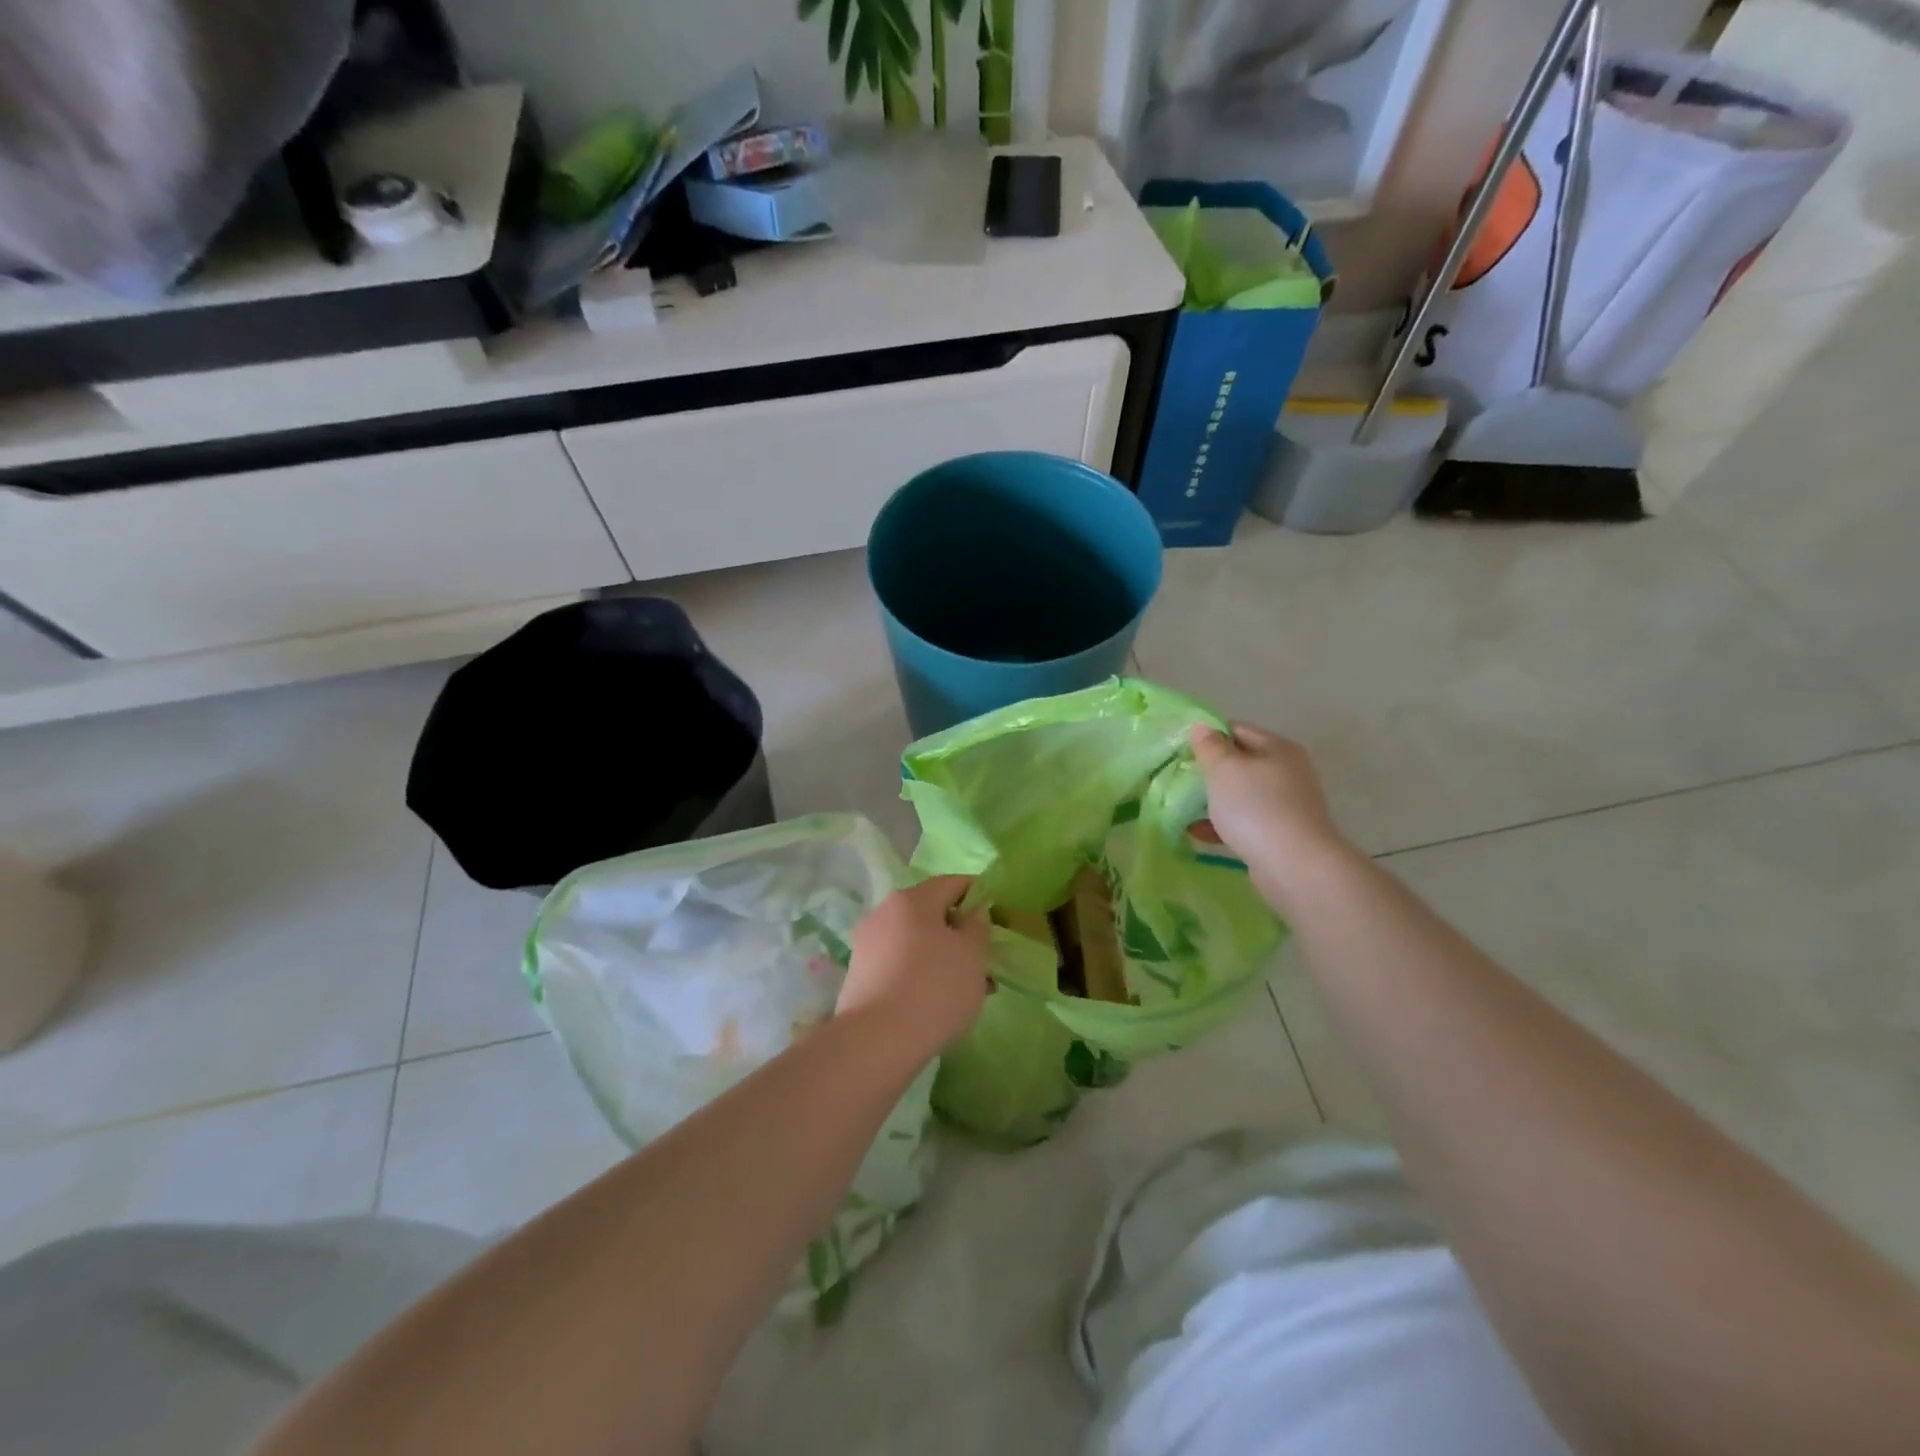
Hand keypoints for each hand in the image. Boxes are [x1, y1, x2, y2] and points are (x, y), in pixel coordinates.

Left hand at [840, 876, 990, 1055]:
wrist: (877, 1042)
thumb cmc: (934, 988)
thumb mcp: (972, 954)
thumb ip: (977, 926)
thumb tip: (972, 913)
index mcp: (912, 899)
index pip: (952, 883)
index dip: (978, 894)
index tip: (997, 916)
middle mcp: (884, 913)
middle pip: (930, 913)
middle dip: (959, 932)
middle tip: (983, 959)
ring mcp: (867, 945)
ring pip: (915, 941)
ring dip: (941, 956)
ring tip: (966, 988)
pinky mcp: (859, 975)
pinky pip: (899, 964)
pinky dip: (921, 973)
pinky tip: (937, 1002)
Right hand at [1189, 723, 1350, 905]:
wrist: (1294, 864)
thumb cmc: (1255, 807)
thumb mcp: (1224, 769)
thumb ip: (1210, 746)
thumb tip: (1202, 727)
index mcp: (1277, 748)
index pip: (1237, 730)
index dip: (1208, 737)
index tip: (1181, 751)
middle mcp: (1287, 771)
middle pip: (1240, 763)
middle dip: (1209, 771)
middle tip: (1180, 779)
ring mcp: (1286, 804)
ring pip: (1241, 794)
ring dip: (1213, 800)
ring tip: (1182, 808)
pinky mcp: (1280, 833)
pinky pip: (1245, 821)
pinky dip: (1222, 824)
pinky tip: (1197, 833)